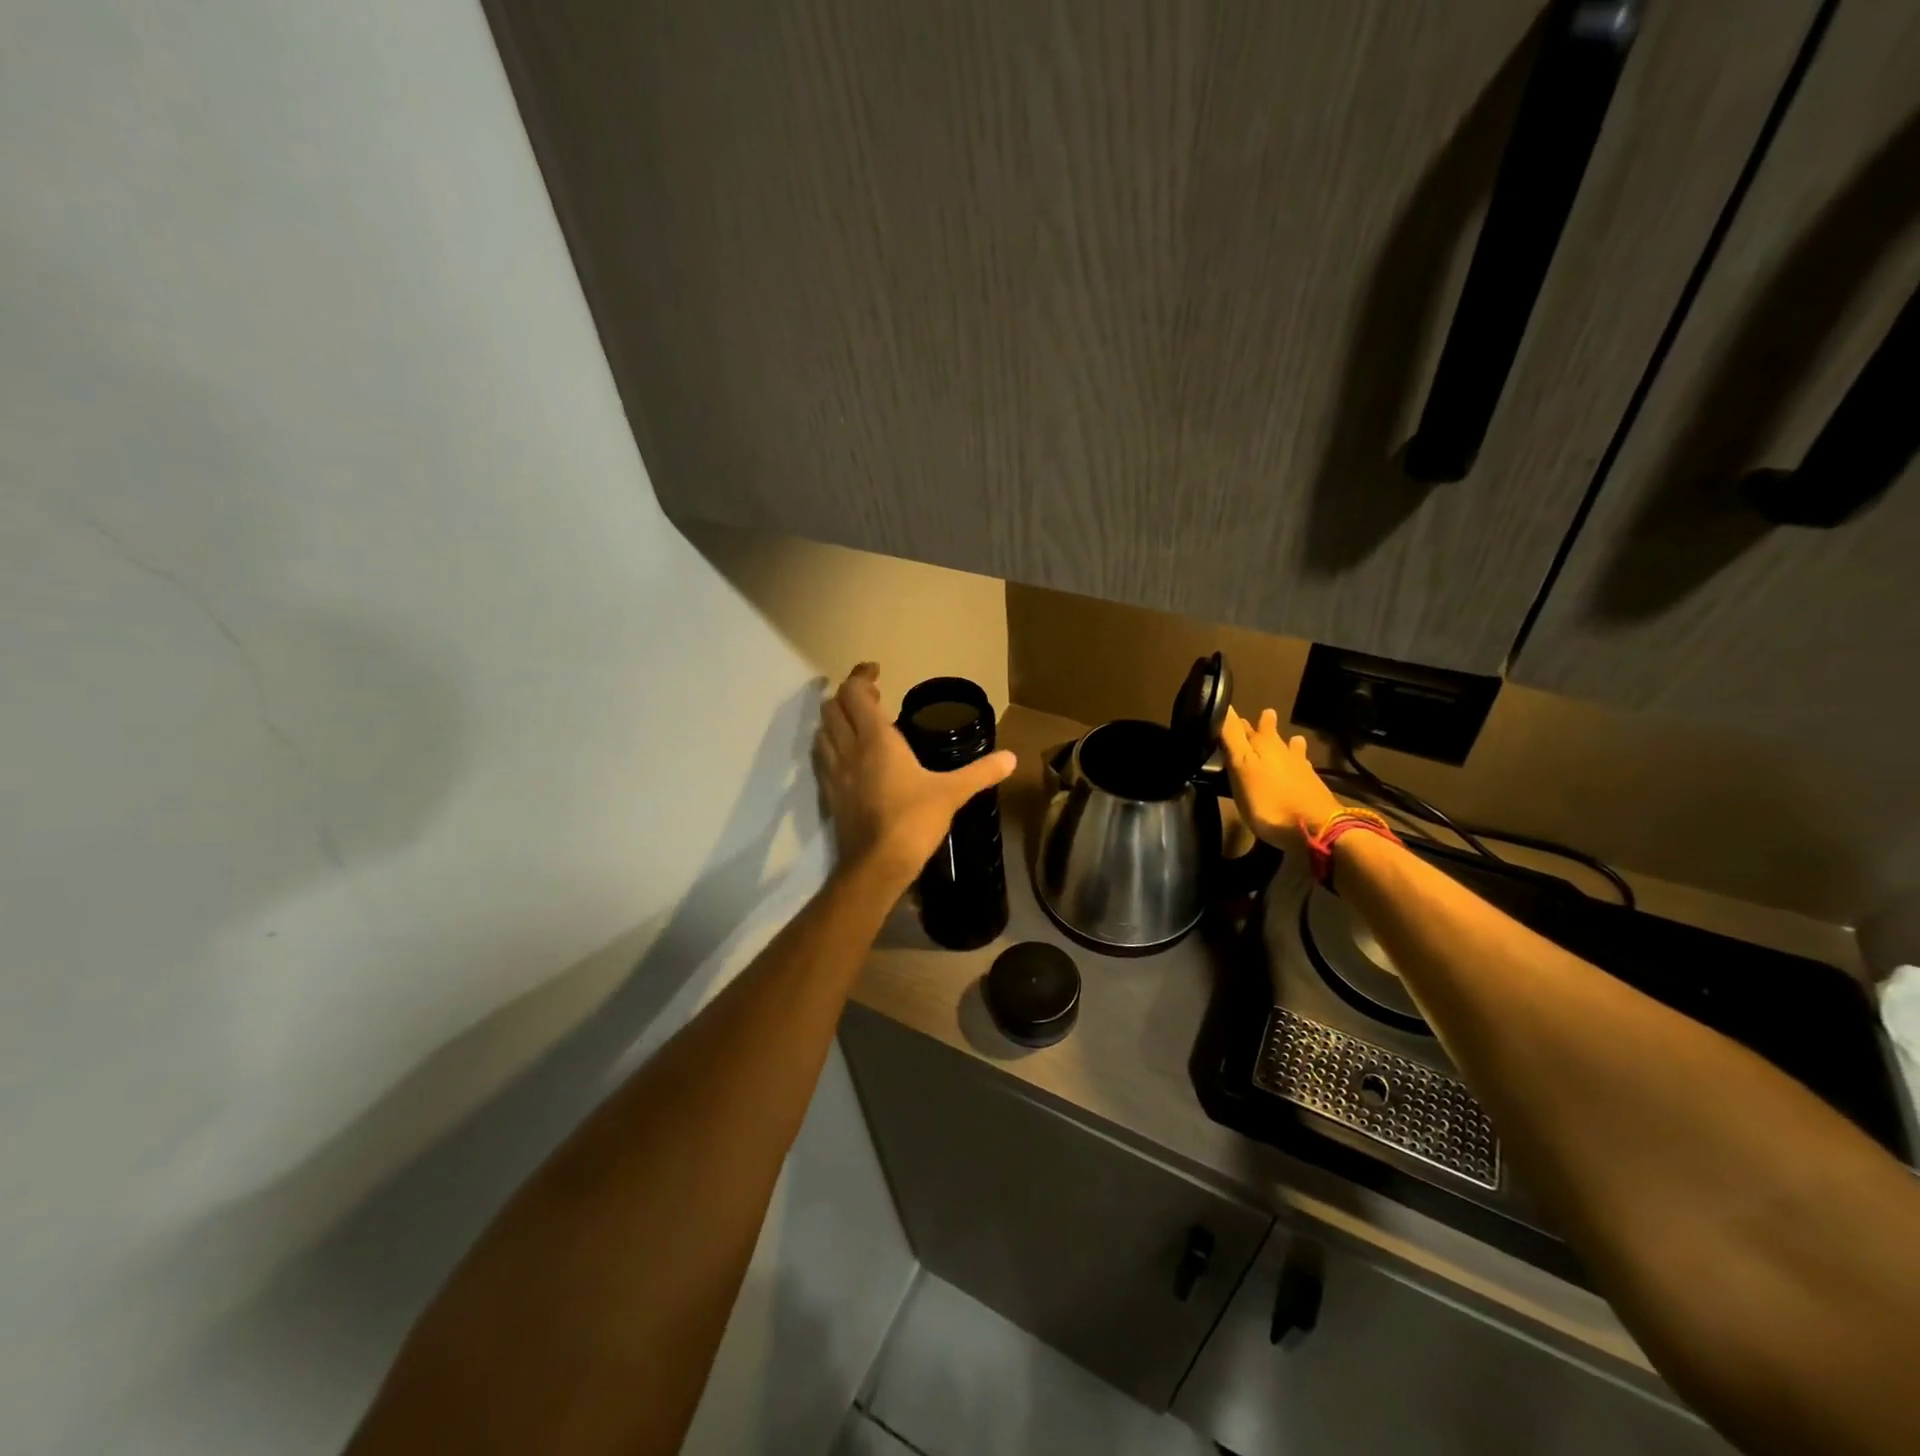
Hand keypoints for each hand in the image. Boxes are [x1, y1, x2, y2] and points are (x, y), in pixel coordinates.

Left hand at [815, 663, 1016, 886]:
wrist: (877, 864)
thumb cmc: (914, 820)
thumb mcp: (951, 793)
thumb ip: (981, 772)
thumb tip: (1011, 758)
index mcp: (876, 739)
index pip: (854, 694)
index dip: (860, 676)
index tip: (875, 670)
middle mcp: (849, 748)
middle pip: (833, 708)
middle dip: (847, 695)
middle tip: (869, 696)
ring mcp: (835, 772)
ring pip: (822, 731)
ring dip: (835, 719)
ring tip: (856, 721)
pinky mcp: (830, 794)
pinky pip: (822, 757)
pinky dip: (830, 745)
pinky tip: (847, 755)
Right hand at [1220, 706, 1342, 852]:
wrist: (1316, 829)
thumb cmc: (1269, 800)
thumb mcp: (1242, 767)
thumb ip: (1232, 738)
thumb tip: (1224, 703)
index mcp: (1262, 744)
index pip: (1241, 726)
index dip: (1233, 721)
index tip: (1227, 714)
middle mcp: (1282, 750)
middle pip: (1269, 734)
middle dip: (1263, 726)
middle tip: (1263, 715)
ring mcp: (1300, 767)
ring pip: (1290, 749)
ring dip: (1287, 743)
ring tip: (1290, 737)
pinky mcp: (1312, 785)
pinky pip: (1302, 767)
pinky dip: (1298, 763)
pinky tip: (1302, 767)